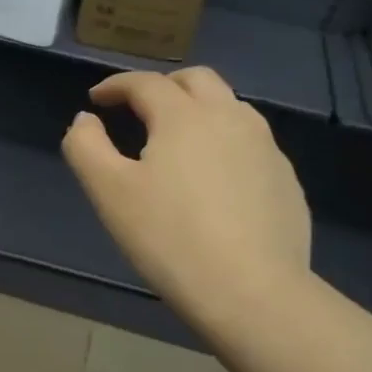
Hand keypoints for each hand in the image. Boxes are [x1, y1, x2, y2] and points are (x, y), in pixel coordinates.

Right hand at [62, 68, 313, 330]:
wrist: (252, 291)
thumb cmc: (170, 238)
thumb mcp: (109, 193)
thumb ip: (86, 147)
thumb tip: (86, 120)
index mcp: (184, 116)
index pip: (145, 82)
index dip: (116, 85)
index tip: (97, 99)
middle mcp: (230, 118)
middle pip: (196, 80)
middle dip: (163, 86)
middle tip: (139, 109)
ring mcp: (266, 147)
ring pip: (230, 107)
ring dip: (198, 109)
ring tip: (178, 140)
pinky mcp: (285, 179)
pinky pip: (251, 143)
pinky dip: (225, 142)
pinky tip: (216, 179)